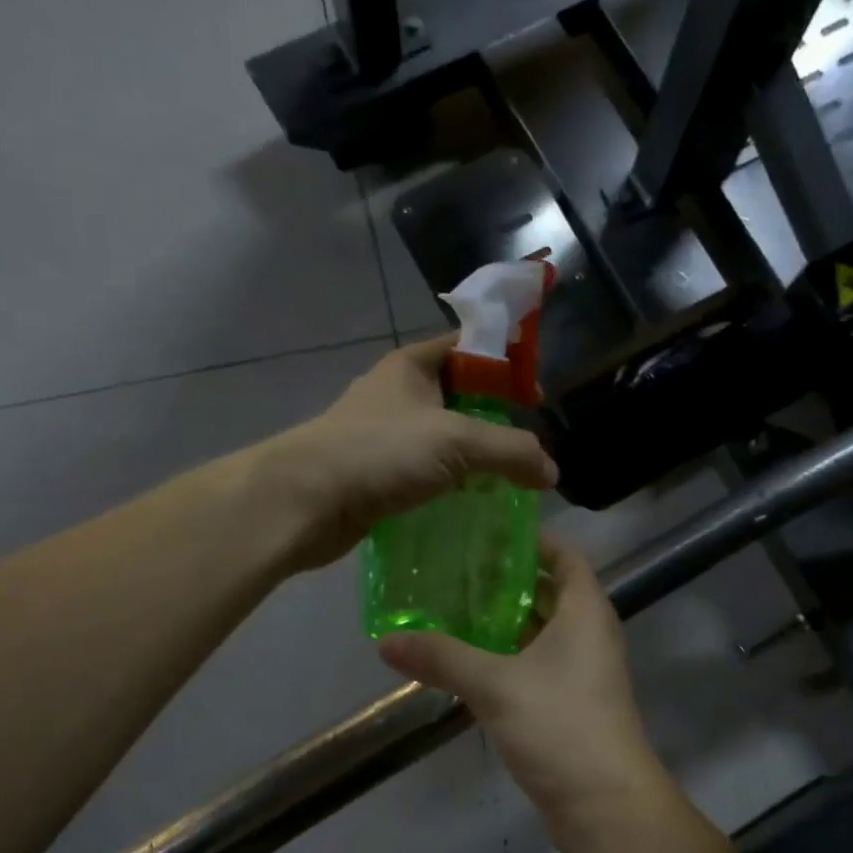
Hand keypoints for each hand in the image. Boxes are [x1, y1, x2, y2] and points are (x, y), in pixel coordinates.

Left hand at [263, 336, 557, 571]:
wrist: (303, 502)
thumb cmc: (378, 453)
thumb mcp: (456, 441)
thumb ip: (511, 451)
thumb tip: (550, 472)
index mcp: (413, 366)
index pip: (470, 346)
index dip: (507, 363)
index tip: (538, 396)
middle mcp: (399, 395)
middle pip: (461, 397)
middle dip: (497, 419)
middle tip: (530, 448)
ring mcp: (385, 437)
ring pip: (444, 440)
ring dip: (475, 459)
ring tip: (512, 481)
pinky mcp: (378, 476)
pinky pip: (427, 474)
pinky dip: (452, 486)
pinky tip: (475, 506)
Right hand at [376, 536, 682, 852]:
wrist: (605, 807)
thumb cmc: (561, 726)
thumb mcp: (496, 685)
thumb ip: (442, 658)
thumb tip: (386, 641)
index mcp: (586, 612)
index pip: (566, 556)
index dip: (533, 540)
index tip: (487, 531)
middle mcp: (588, 634)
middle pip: (548, 592)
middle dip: (506, 581)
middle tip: (454, 570)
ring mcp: (581, 672)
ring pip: (539, 632)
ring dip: (502, 622)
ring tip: (449, 609)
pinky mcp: (569, 705)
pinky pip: (535, 666)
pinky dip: (506, 657)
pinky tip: (465, 661)